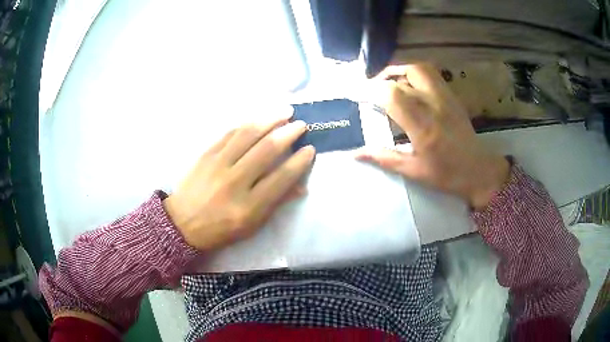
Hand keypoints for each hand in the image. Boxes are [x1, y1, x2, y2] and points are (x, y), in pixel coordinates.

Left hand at [164, 117, 314, 250]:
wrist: (183, 223)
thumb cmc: (221, 229)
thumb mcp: (252, 225)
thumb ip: (277, 203)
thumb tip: (301, 186)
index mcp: (249, 206)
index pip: (282, 178)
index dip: (299, 161)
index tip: (310, 149)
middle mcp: (235, 182)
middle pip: (267, 150)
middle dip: (289, 133)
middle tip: (301, 125)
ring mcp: (218, 165)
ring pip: (248, 134)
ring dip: (270, 119)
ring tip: (285, 111)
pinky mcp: (206, 154)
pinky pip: (229, 133)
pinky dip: (247, 124)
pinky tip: (258, 119)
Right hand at [356, 64, 509, 209]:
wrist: (479, 171)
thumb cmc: (446, 175)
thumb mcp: (413, 171)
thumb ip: (383, 157)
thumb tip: (355, 153)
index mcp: (422, 126)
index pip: (392, 95)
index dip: (370, 90)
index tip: (357, 95)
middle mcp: (433, 105)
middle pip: (402, 77)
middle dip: (380, 80)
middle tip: (370, 90)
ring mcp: (445, 97)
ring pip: (418, 69)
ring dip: (398, 70)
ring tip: (388, 81)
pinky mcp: (451, 96)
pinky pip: (430, 74)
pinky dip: (413, 73)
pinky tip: (408, 85)